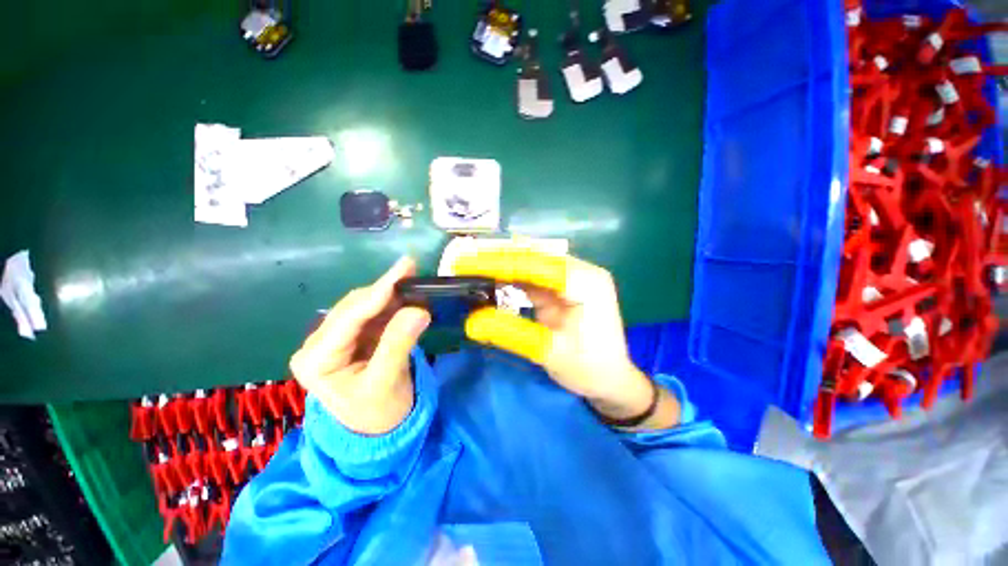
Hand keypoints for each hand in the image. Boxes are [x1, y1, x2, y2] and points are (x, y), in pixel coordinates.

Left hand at [289, 258, 430, 434]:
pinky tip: (407, 295)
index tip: (402, 270)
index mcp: (316, 360)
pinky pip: (374, 313)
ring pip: (365, 306)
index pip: (348, 319)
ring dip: (390, 293)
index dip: (377, 293)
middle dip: (384, 289)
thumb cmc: (378, 413)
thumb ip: (398, 345)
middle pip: (354, 307)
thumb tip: (419, 310)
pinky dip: (393, 303)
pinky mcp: (355, 337)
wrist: (379, 429)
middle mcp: (320, 344)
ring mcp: (338, 339)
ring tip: (412, 279)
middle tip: (411, 269)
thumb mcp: (386, 383)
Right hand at [454, 250, 679, 428]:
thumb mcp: (551, 353)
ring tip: (471, 265)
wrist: (612, 380)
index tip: (467, 263)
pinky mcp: (563, 287)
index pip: (537, 264)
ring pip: (531, 263)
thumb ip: (513, 333)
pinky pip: (533, 276)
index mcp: (587, 283)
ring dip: (502, 264)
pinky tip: (491, 277)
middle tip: (463, 261)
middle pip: (534, 257)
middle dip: (498, 258)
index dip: (500, 262)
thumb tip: (471, 322)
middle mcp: (581, 272)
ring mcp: (573, 278)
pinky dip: (511, 276)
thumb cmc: (589, 369)